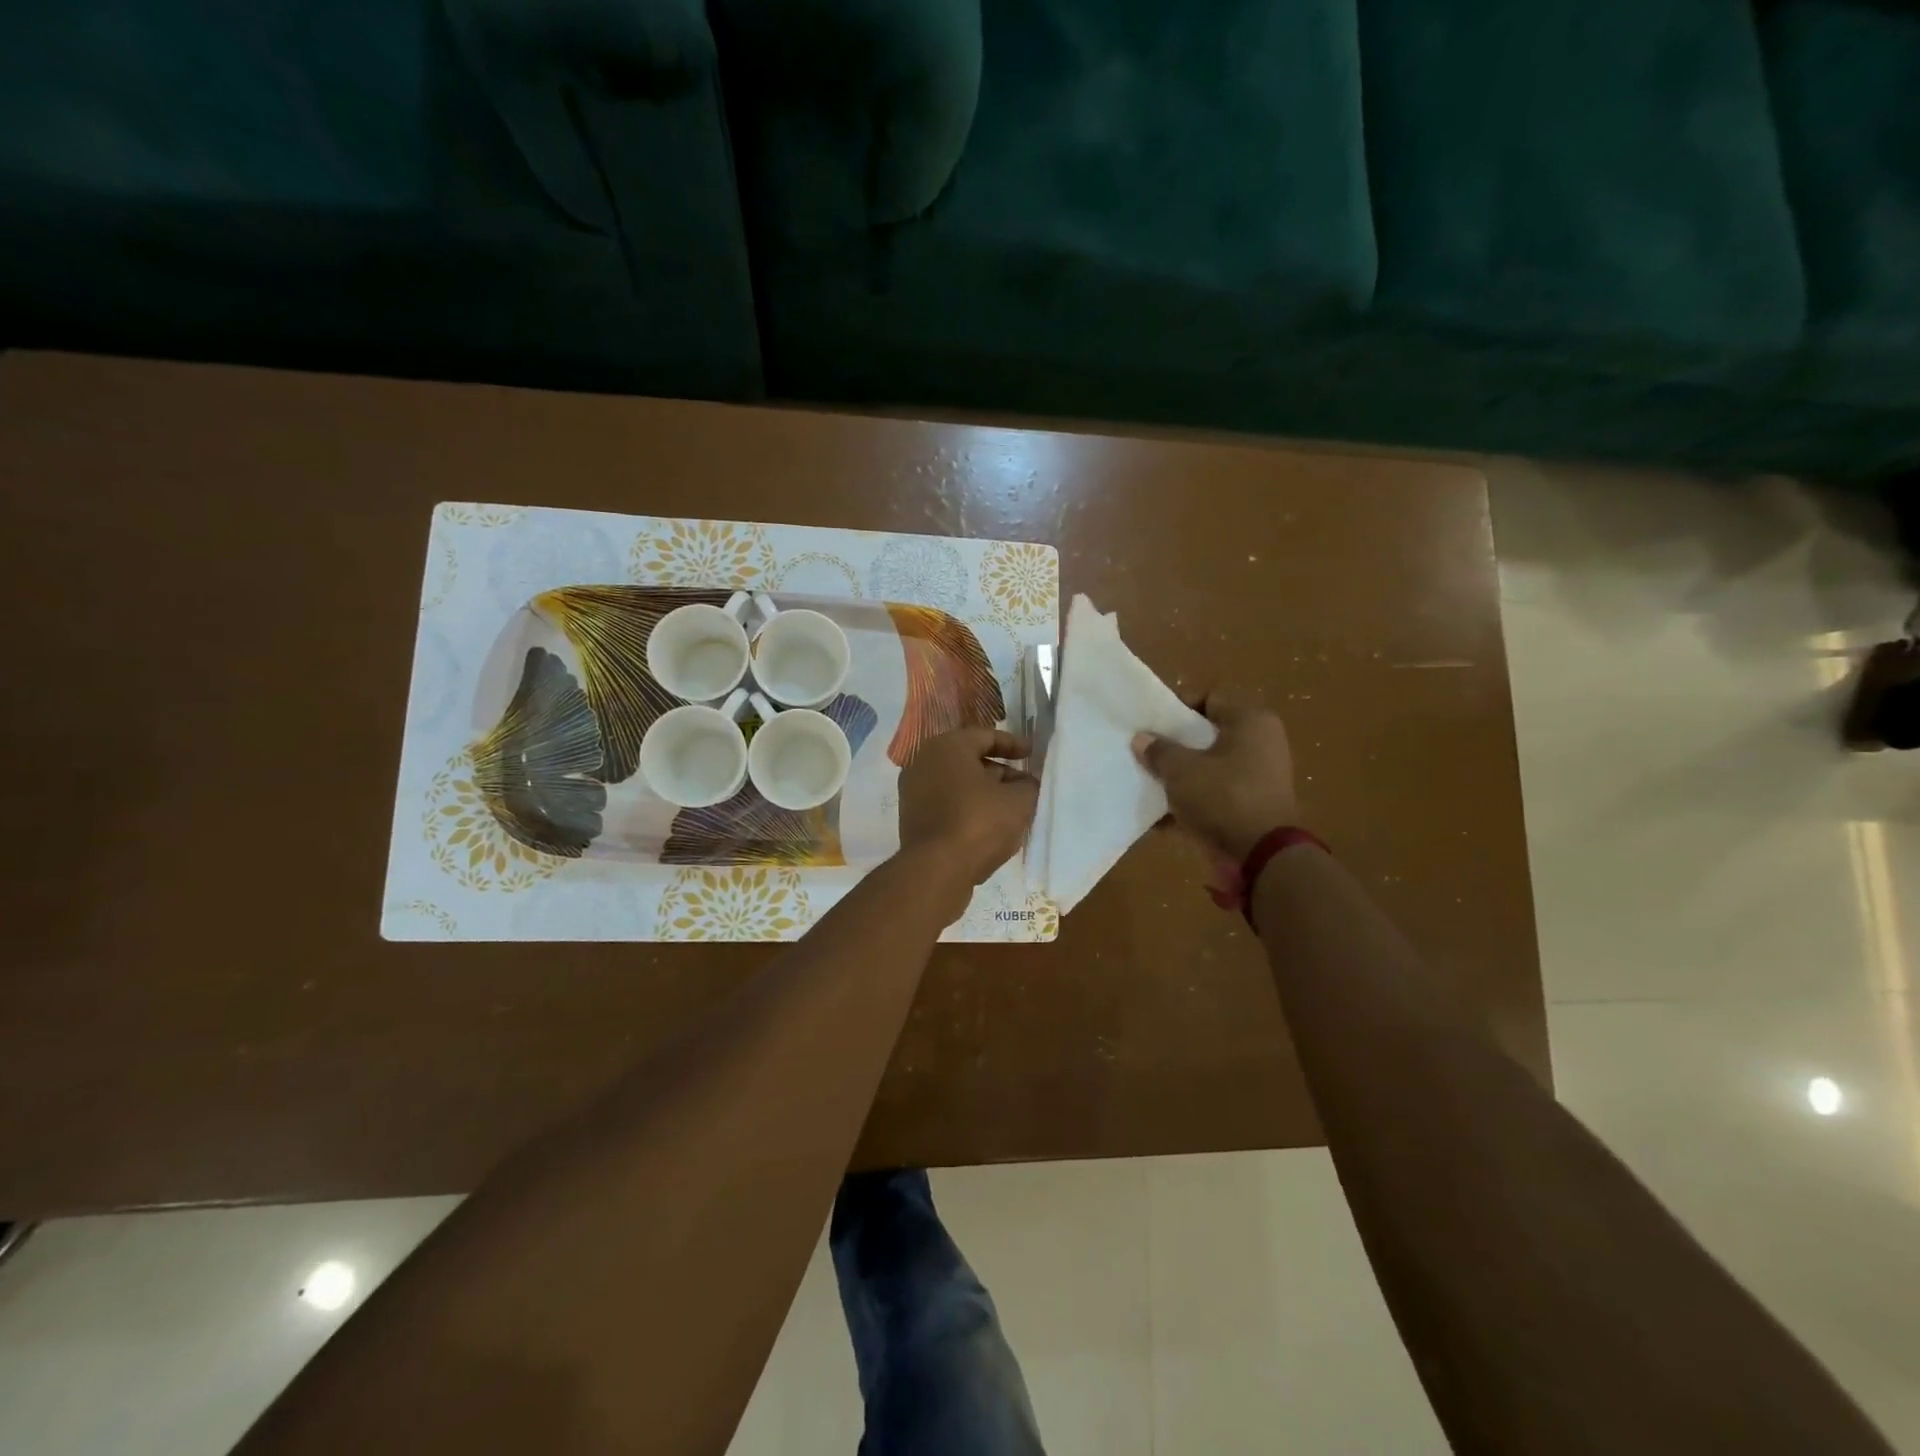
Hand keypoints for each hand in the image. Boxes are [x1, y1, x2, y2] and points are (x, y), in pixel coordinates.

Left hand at [898, 727, 1038, 900]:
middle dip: (999, 771)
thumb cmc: (979, 823)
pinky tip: (988, 825)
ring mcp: (913, 790)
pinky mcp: (911, 817)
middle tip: (1024, 784)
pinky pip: (946, 803)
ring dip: (984, 792)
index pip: (985, 736)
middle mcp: (923, 761)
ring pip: (957, 783)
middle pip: (969, 759)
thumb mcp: (1019, 801)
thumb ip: (1027, 786)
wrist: (935, 870)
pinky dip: (967, 807)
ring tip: (1010, 807)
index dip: (1013, 744)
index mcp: (947, 746)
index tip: (1031, 753)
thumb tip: (1025, 784)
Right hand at [1132, 696, 1297, 863]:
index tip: (1149, 723)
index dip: (1176, 708)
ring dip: (1180, 776)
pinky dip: (1191, 802)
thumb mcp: (1181, 770)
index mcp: (1251, 722)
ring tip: (1147, 782)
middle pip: (1207, 735)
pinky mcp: (1251, 807)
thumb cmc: (1223, 797)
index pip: (1209, 700)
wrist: (1261, 856)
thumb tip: (1141, 739)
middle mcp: (1261, 744)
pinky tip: (1160, 815)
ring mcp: (1258, 778)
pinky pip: (1214, 796)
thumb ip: (1159, 751)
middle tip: (1144, 751)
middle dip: (1174, 745)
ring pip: (1209, 768)